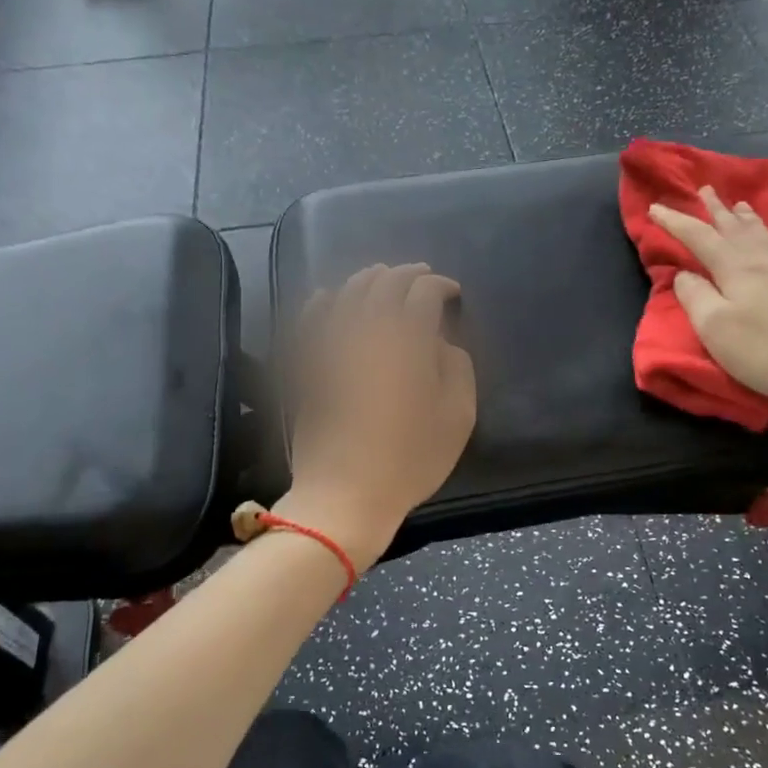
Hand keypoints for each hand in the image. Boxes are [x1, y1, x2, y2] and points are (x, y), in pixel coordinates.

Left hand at [282, 264, 476, 568]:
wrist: (344, 493)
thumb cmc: (410, 460)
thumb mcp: (457, 417)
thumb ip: (457, 368)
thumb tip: (440, 344)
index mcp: (409, 341)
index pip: (424, 293)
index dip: (440, 285)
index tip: (452, 292)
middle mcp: (368, 331)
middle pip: (385, 284)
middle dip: (407, 274)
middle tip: (422, 276)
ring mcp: (333, 345)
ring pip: (349, 294)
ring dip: (370, 279)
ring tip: (382, 277)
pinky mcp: (309, 364)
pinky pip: (312, 321)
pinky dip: (322, 302)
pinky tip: (328, 297)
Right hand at [649, 186, 767, 404]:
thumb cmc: (764, 350)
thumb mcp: (714, 328)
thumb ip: (695, 297)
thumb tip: (685, 274)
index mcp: (734, 269)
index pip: (698, 238)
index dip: (675, 222)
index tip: (655, 208)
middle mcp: (763, 260)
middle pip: (734, 229)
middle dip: (716, 210)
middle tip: (705, 189)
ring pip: (766, 235)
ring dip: (749, 219)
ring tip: (740, 204)